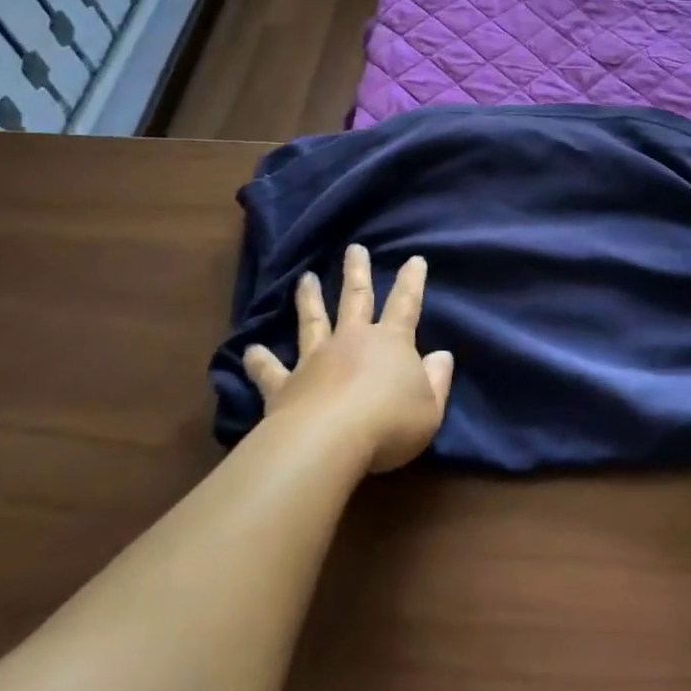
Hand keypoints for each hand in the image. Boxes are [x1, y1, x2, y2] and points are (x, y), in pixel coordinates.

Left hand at [244, 244, 454, 473]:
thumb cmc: (390, 424)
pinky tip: (249, 351)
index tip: (414, 259)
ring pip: (312, 321)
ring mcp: (314, 360)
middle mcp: (351, 341)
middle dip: (357, 273)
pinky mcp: (284, 386)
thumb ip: (437, 380)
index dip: (411, 282)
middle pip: (355, 299)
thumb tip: (441, 355)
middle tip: (354, 248)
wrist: (329, 441)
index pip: (406, 305)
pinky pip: (270, 371)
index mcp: (391, 343)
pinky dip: (260, 361)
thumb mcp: (430, 408)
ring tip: (305, 278)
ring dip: (309, 299)